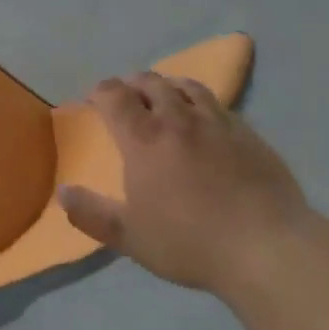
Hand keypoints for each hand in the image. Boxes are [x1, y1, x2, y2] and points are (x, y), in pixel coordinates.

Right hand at [58, 73, 314, 292]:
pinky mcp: (248, 133)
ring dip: (168, 85)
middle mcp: (178, 119)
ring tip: (163, 94)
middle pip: (151, 83)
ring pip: (187, 86)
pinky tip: (204, 118)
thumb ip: (92, 214)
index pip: (114, 96)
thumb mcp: (130, 237)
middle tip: (126, 94)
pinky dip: (200, 102)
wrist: (265, 246)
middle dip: (132, 83)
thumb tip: (63, 193)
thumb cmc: (189, 242)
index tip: (94, 98)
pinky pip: (217, 104)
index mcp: (144, 139)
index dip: (100, 91)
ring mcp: (217, 122)